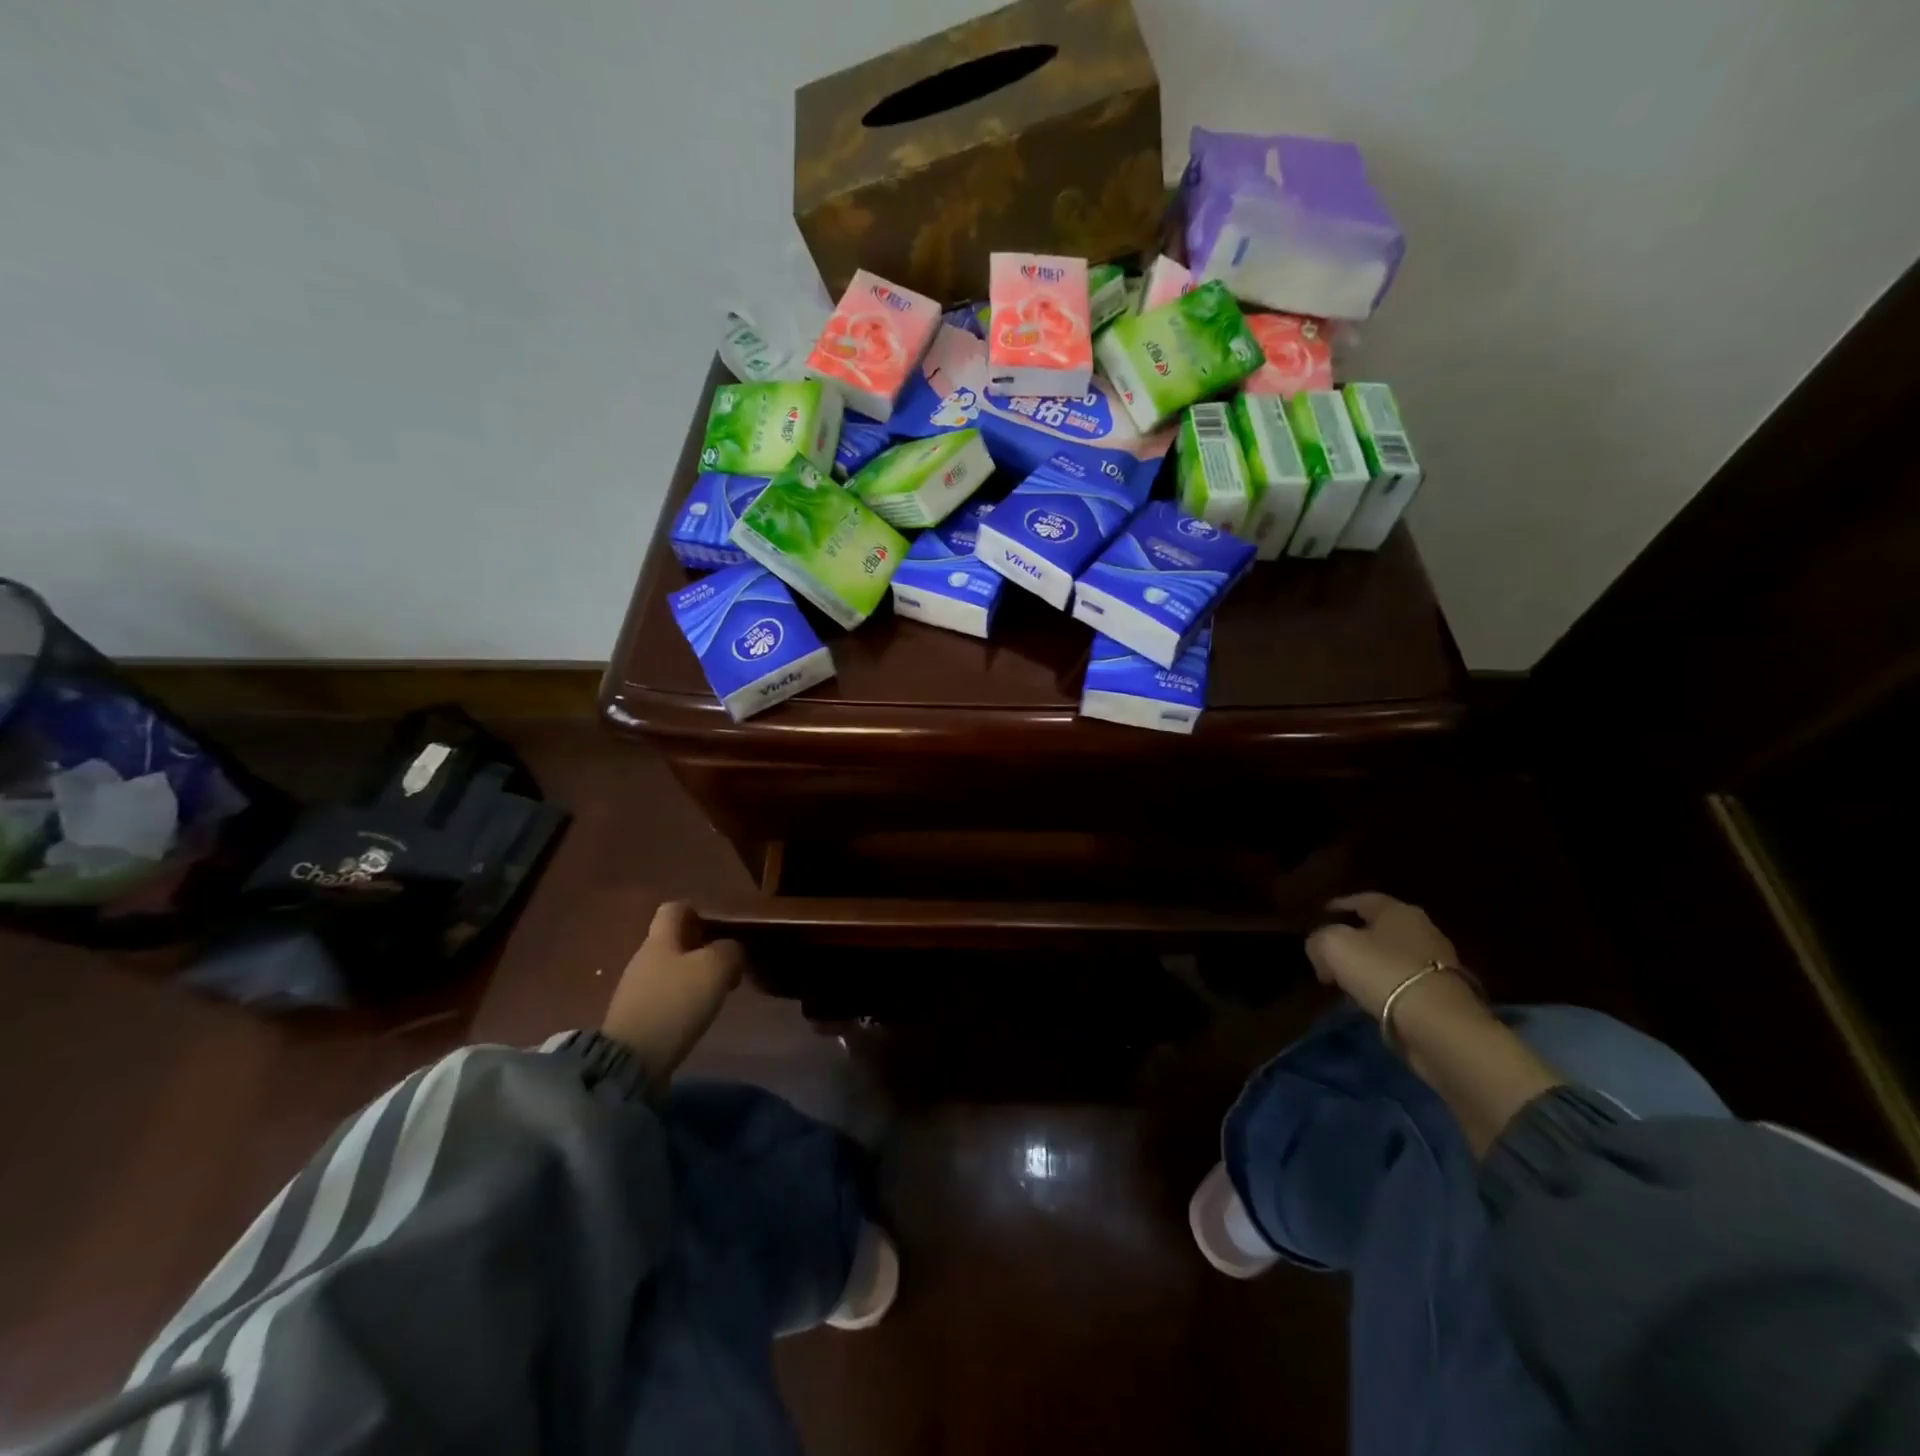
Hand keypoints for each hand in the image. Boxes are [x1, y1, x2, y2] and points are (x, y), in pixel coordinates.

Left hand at [601, 902, 744, 1085]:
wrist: (631, 1061)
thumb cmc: (675, 1003)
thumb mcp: (715, 968)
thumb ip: (729, 950)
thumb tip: (730, 950)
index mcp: (660, 939)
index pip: (674, 908)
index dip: (697, 911)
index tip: (719, 926)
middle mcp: (643, 958)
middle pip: (672, 941)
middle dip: (700, 947)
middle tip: (726, 964)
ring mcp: (635, 990)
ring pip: (669, 969)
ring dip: (693, 975)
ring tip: (715, 992)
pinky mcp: (635, 1018)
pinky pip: (663, 996)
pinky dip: (681, 1000)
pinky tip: (695, 1014)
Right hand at [1305, 893, 1474, 1020]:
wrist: (1438, 1024)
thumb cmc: (1383, 971)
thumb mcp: (1333, 946)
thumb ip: (1318, 939)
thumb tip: (1319, 948)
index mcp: (1397, 911)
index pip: (1362, 899)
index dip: (1339, 904)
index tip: (1321, 913)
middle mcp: (1422, 929)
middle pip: (1379, 928)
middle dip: (1354, 937)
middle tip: (1331, 951)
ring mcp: (1438, 962)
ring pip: (1392, 956)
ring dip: (1370, 964)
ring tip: (1346, 979)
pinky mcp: (1444, 994)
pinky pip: (1404, 982)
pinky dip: (1385, 986)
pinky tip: (1369, 998)